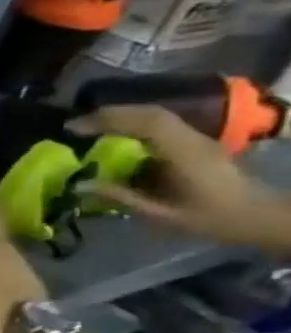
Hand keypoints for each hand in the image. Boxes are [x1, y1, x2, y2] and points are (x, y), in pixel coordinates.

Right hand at [71, 105, 290, 252]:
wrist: (257, 216)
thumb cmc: (211, 218)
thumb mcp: (162, 214)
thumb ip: (121, 197)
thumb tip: (80, 185)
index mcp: (187, 154)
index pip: (148, 123)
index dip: (108, 120)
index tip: (73, 128)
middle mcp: (194, 140)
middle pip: (152, 114)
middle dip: (110, 114)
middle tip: (75, 125)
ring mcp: (198, 140)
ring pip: (157, 116)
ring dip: (121, 117)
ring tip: (90, 127)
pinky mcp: (195, 143)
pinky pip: (161, 125)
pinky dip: (133, 124)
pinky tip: (115, 135)